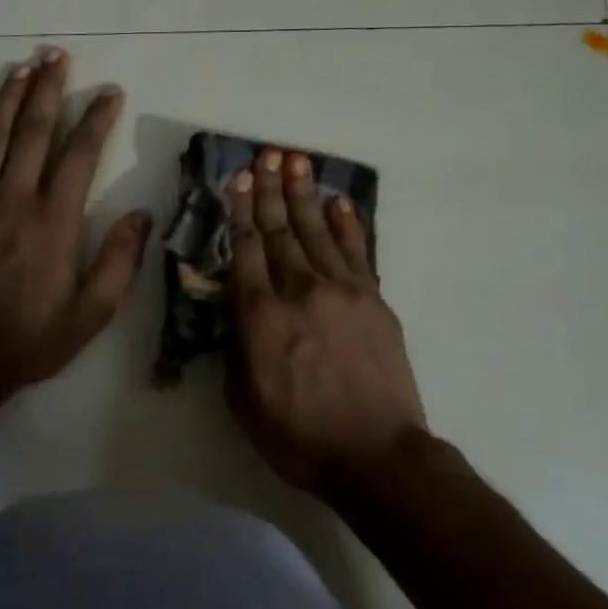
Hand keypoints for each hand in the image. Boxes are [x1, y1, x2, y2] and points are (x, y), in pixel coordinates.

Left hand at [0, 49, 151, 400]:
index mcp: (53, 221)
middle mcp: (11, 201)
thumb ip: (120, 262)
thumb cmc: (32, 340)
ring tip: (20, 68)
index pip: (80, 155)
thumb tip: (141, 214)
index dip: (96, 119)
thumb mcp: (92, 313)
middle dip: (47, 90)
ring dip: (5, 100)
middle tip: (56, 54)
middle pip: (31, 132)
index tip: (110, 93)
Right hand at [225, 148, 426, 491]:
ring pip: (317, 231)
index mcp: (260, 315)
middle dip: (269, 190)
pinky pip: (357, 252)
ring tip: (296, 162)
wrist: (375, 453)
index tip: (236, 180)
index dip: (238, 211)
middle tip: (266, 155)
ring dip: (304, 195)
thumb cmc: (298, 435)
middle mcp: (299, 290)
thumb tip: (231, 309)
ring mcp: (342, 290)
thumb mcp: (243, 399)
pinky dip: (347, 224)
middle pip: (279, 230)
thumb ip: (234, 346)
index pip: (245, 249)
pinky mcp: (374, 300)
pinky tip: (338, 202)